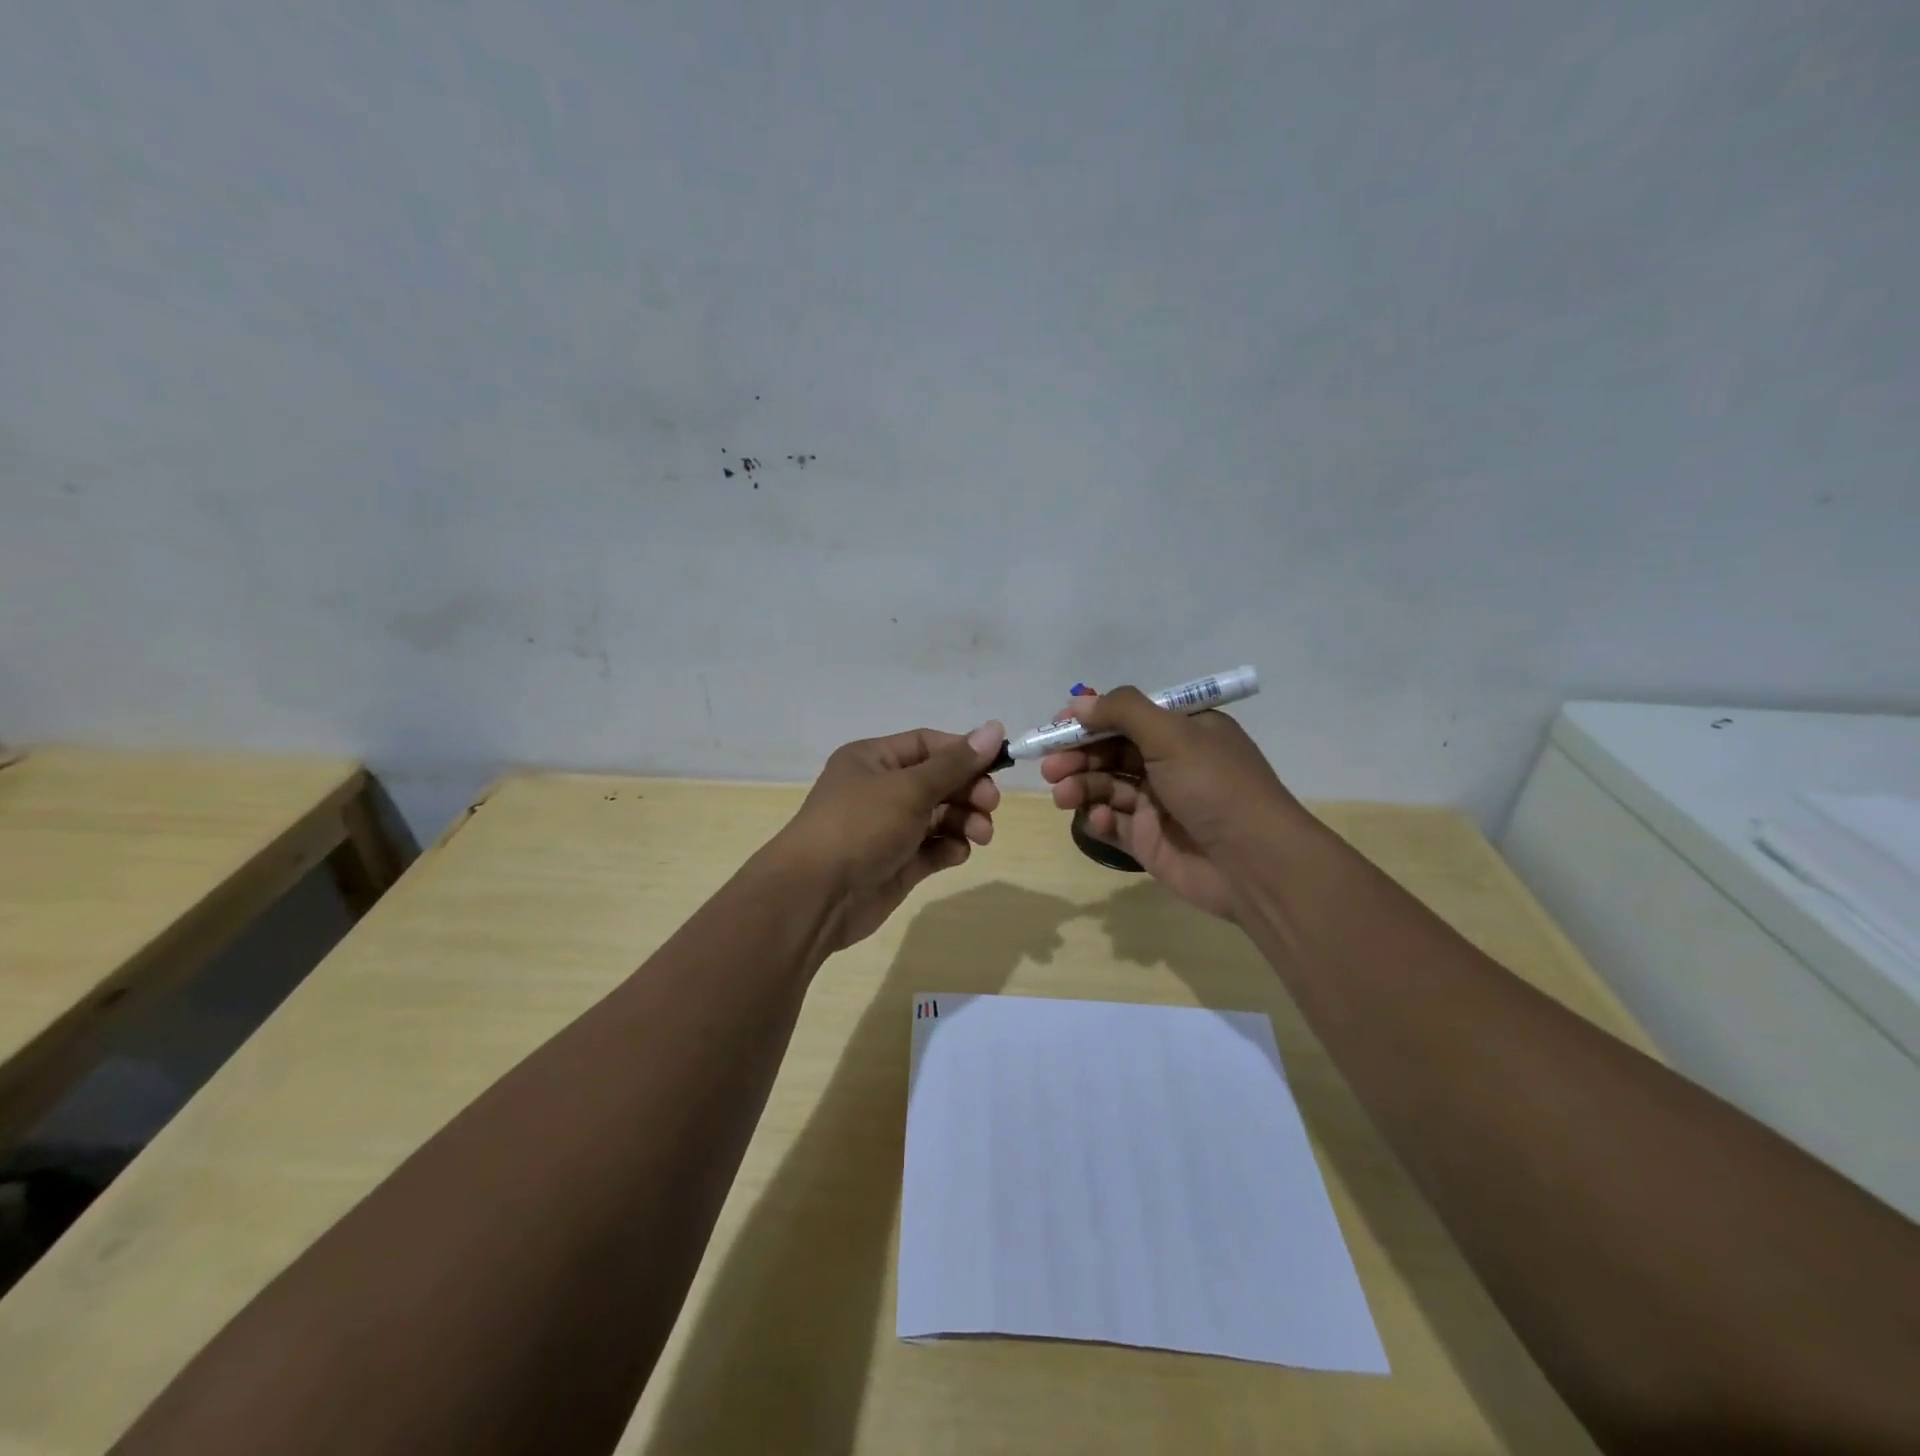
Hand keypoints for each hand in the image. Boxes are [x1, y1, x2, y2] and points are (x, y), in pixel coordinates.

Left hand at [774, 721, 1004, 951]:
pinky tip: (956, 853)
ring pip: (940, 816)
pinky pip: (933, 849)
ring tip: (981, 835)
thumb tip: (994, 727)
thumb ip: (955, 763)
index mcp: (873, 760)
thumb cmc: (861, 826)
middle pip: (938, 781)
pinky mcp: (897, 863)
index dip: (963, 752)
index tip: (997, 765)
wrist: (817, 895)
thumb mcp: (910, 788)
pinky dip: (949, 848)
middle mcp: (880, 790)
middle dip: (968, 791)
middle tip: (991, 805)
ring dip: (965, 821)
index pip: (928, 745)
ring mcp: (889, 829)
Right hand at [1041, 688, 1302, 919]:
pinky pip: (1113, 823)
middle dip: (1078, 756)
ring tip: (1062, 794)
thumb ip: (1123, 712)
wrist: (1254, 863)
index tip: (1056, 726)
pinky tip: (1099, 820)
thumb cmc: (1215, 787)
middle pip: (1110, 751)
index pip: (1127, 716)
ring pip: (1106, 787)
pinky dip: (1100, 819)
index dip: (1090, 719)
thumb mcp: (1172, 735)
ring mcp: (1158, 804)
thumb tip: (1079, 701)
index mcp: (1184, 731)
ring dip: (1081, 786)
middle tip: (1050, 766)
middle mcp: (1170, 763)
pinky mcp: (1148, 840)